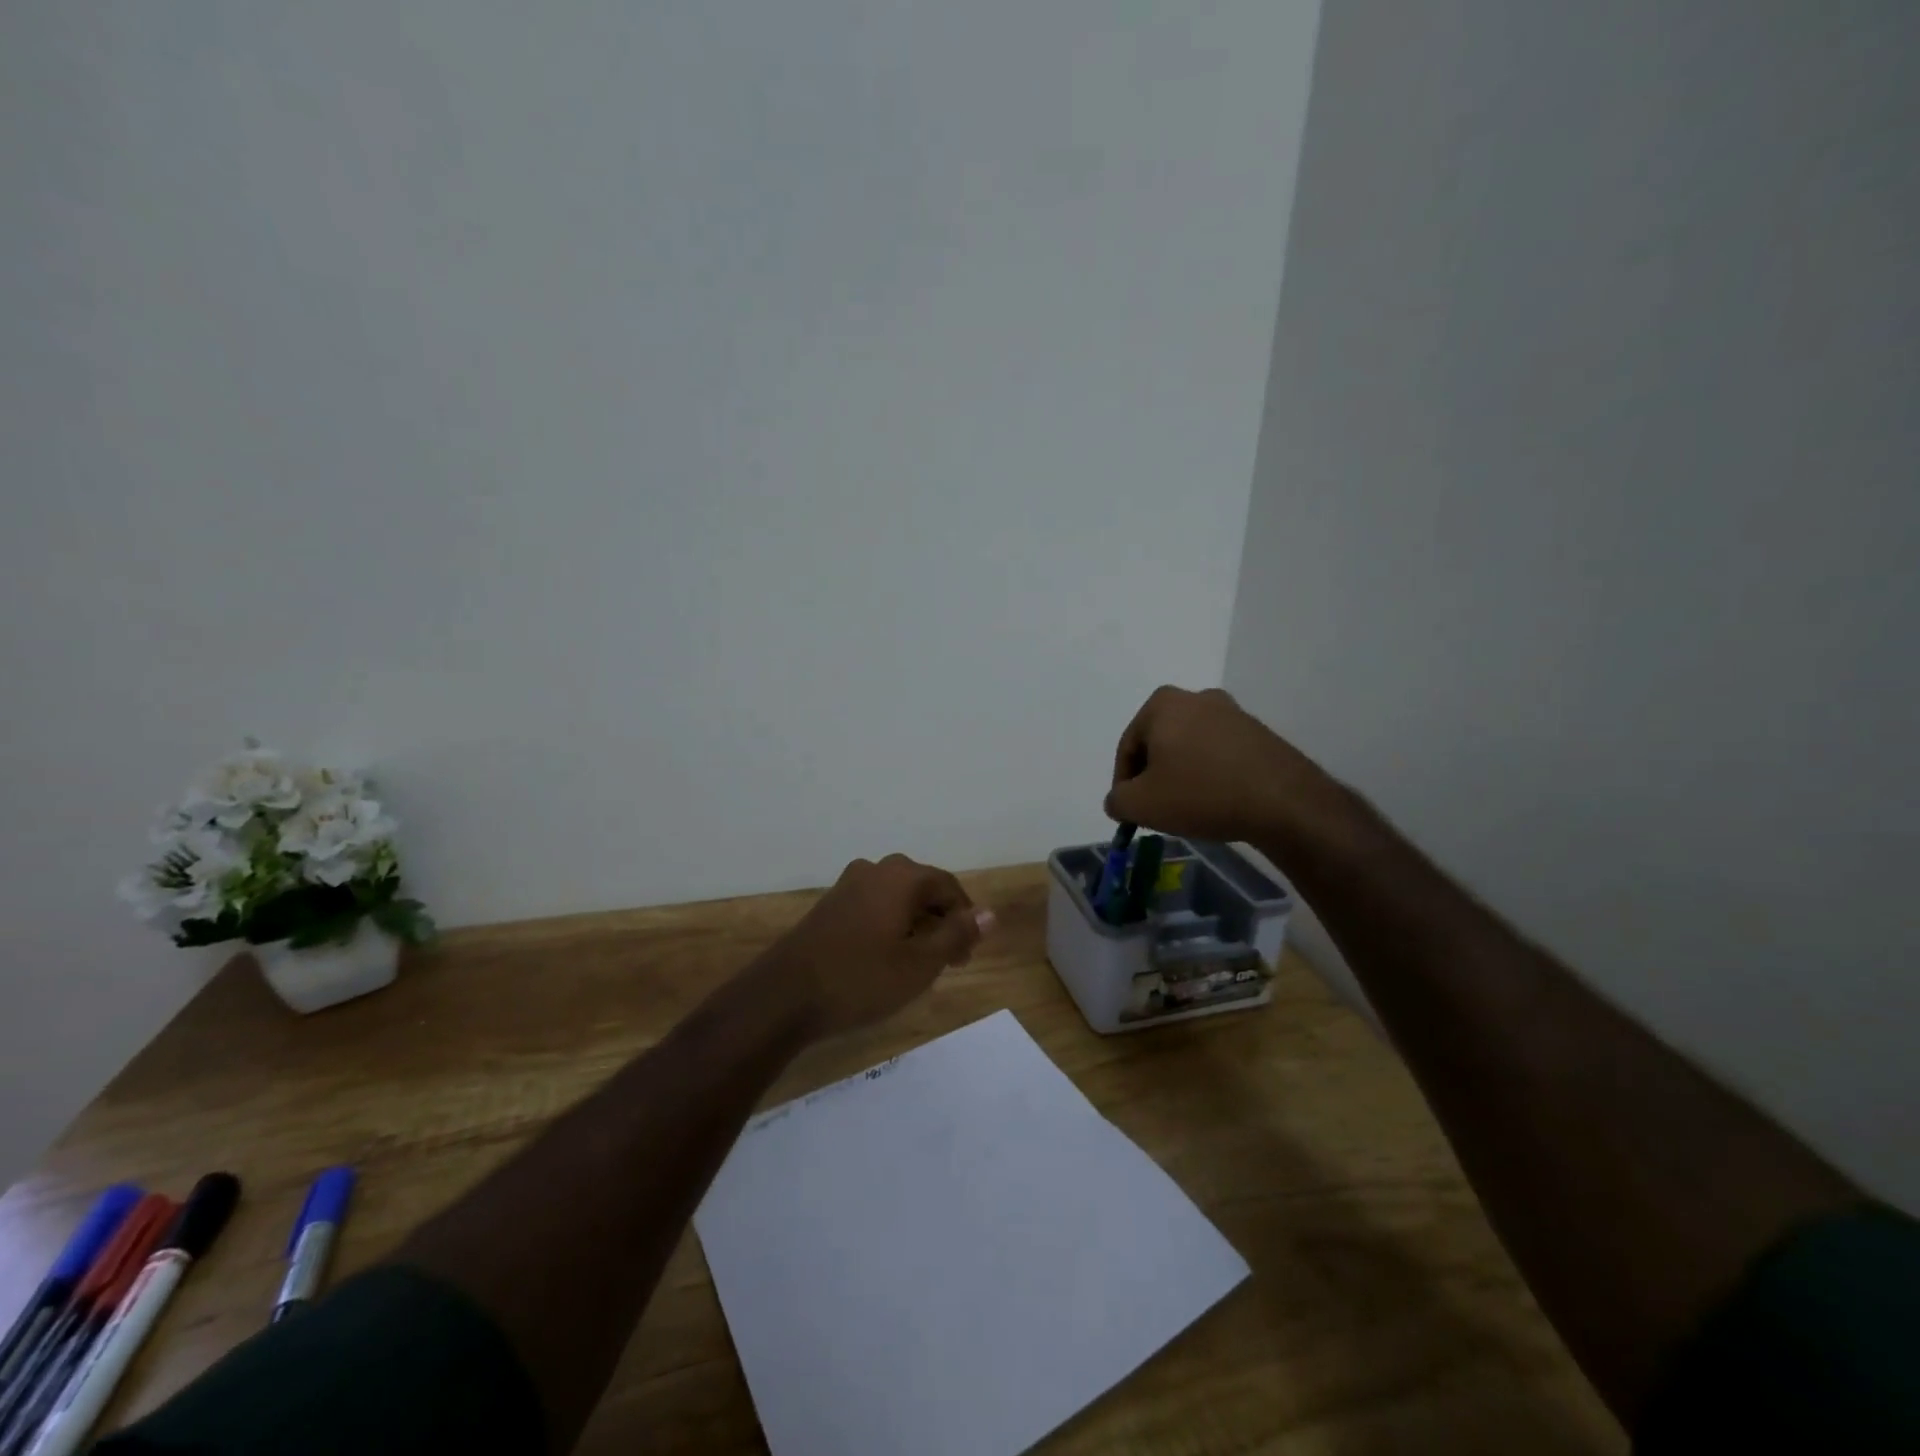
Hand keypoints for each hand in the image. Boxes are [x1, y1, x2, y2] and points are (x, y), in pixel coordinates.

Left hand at [759, 854, 994, 1039]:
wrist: (783, 996)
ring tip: (918, 965)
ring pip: (896, 899)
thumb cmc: (860, 979)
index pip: (948, 886)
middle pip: (922, 889)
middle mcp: (875, 870)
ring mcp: (847, 885)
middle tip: (948, 963)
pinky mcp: (829, 905)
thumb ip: (957, 934)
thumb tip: (990, 914)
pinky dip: (889, 927)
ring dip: (914, 926)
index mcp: (901, 876)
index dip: (965, 919)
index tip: (967, 956)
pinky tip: (885, 959)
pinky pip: (873, 907)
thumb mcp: (919, 964)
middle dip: (940, 922)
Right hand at [1105, 686, 1344, 845]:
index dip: (1124, 784)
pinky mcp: (1258, 731)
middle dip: (1153, 776)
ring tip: (1188, 808)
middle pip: (1159, 743)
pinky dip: (1210, 774)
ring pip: (1189, 748)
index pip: (1127, 747)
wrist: (1282, 801)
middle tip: (1157, 809)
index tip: (1131, 812)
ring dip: (1182, 775)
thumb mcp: (1141, 805)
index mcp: (1162, 704)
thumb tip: (1119, 800)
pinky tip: (1216, 801)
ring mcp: (1232, 712)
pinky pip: (1219, 753)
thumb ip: (1117, 800)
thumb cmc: (1200, 794)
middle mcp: (1196, 697)